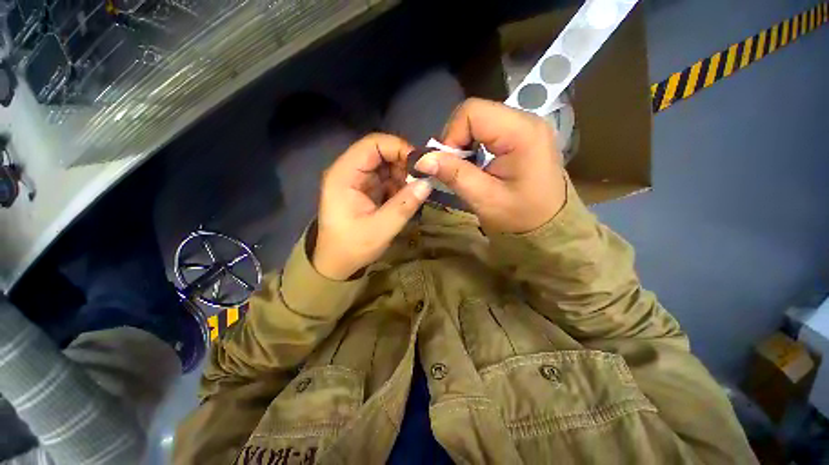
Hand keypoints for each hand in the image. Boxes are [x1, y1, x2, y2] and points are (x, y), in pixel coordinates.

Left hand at [313, 133, 432, 279]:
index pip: (372, 144)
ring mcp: (357, 180)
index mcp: (344, 175)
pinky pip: (386, 178)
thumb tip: (428, 183)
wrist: (336, 263)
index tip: (420, 164)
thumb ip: (404, 204)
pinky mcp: (365, 189)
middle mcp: (349, 171)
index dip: (398, 147)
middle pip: (380, 152)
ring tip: (413, 193)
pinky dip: (399, 185)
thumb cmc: (352, 247)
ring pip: (385, 164)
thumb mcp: (381, 229)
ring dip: (402, 175)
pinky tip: (405, 198)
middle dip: (403, 163)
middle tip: (420, 181)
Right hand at [414, 98, 566, 233]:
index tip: (446, 164)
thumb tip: (422, 159)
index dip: (451, 136)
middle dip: (456, 140)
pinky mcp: (521, 135)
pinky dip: (473, 145)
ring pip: (478, 121)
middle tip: (453, 168)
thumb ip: (454, 174)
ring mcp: (525, 126)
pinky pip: (487, 130)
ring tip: (464, 169)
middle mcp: (526, 120)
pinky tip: (475, 165)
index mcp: (522, 132)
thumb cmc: (520, 217)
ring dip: (463, 144)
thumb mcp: (484, 199)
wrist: (548, 228)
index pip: (472, 112)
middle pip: (475, 113)